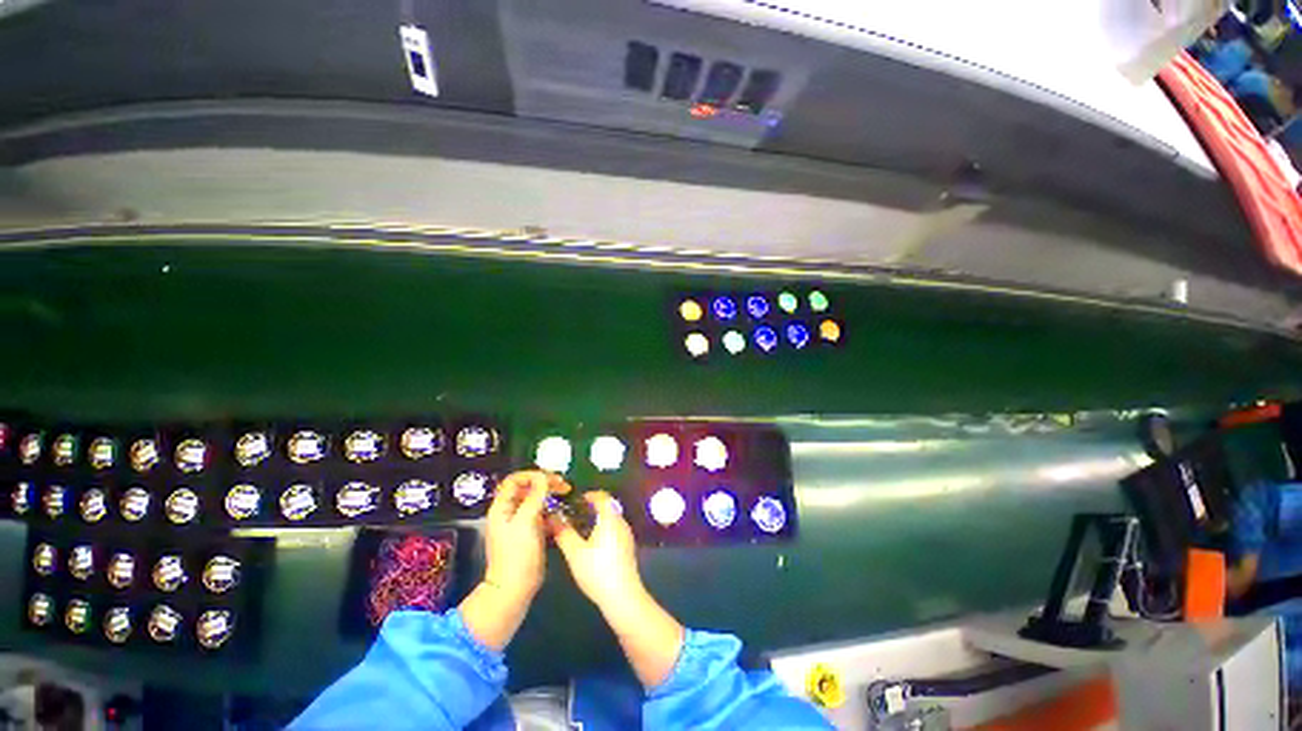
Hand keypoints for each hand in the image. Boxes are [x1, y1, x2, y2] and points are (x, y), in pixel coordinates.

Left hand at [482, 470, 558, 601]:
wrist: (514, 589)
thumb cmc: (517, 555)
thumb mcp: (526, 521)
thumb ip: (535, 496)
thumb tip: (544, 477)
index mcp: (502, 508)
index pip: (514, 480)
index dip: (533, 475)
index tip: (551, 479)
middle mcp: (509, 512)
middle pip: (527, 488)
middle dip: (545, 483)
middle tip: (563, 485)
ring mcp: (520, 523)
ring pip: (535, 500)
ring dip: (550, 496)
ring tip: (565, 496)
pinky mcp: (530, 533)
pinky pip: (541, 514)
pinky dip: (551, 510)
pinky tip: (561, 514)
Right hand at [552, 491, 685, 688]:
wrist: (622, 595)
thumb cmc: (597, 570)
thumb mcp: (575, 552)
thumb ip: (563, 533)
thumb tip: (552, 518)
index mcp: (610, 518)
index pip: (602, 496)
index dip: (589, 495)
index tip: (576, 500)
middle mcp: (621, 521)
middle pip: (608, 506)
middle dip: (592, 506)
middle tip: (575, 512)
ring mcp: (626, 534)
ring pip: (612, 517)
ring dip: (598, 517)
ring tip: (581, 525)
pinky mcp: (628, 546)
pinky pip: (615, 527)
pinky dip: (604, 527)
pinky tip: (593, 541)